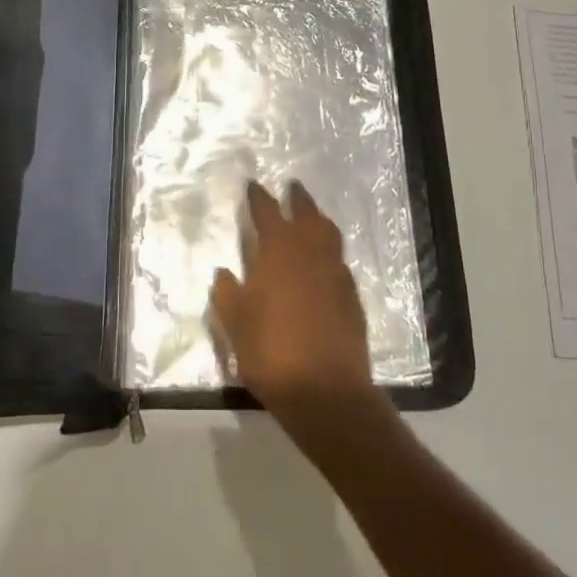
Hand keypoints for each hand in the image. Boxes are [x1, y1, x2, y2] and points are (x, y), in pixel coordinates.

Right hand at [210, 181, 381, 436]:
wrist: (326, 391)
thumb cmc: (271, 353)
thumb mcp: (234, 324)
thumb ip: (227, 293)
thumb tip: (225, 272)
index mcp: (278, 253)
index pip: (267, 212)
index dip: (259, 197)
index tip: (254, 185)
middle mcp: (310, 253)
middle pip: (306, 214)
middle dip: (298, 198)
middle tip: (292, 186)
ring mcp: (335, 273)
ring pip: (329, 233)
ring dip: (318, 218)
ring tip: (311, 215)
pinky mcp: (352, 296)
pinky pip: (339, 260)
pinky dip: (330, 251)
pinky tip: (324, 261)